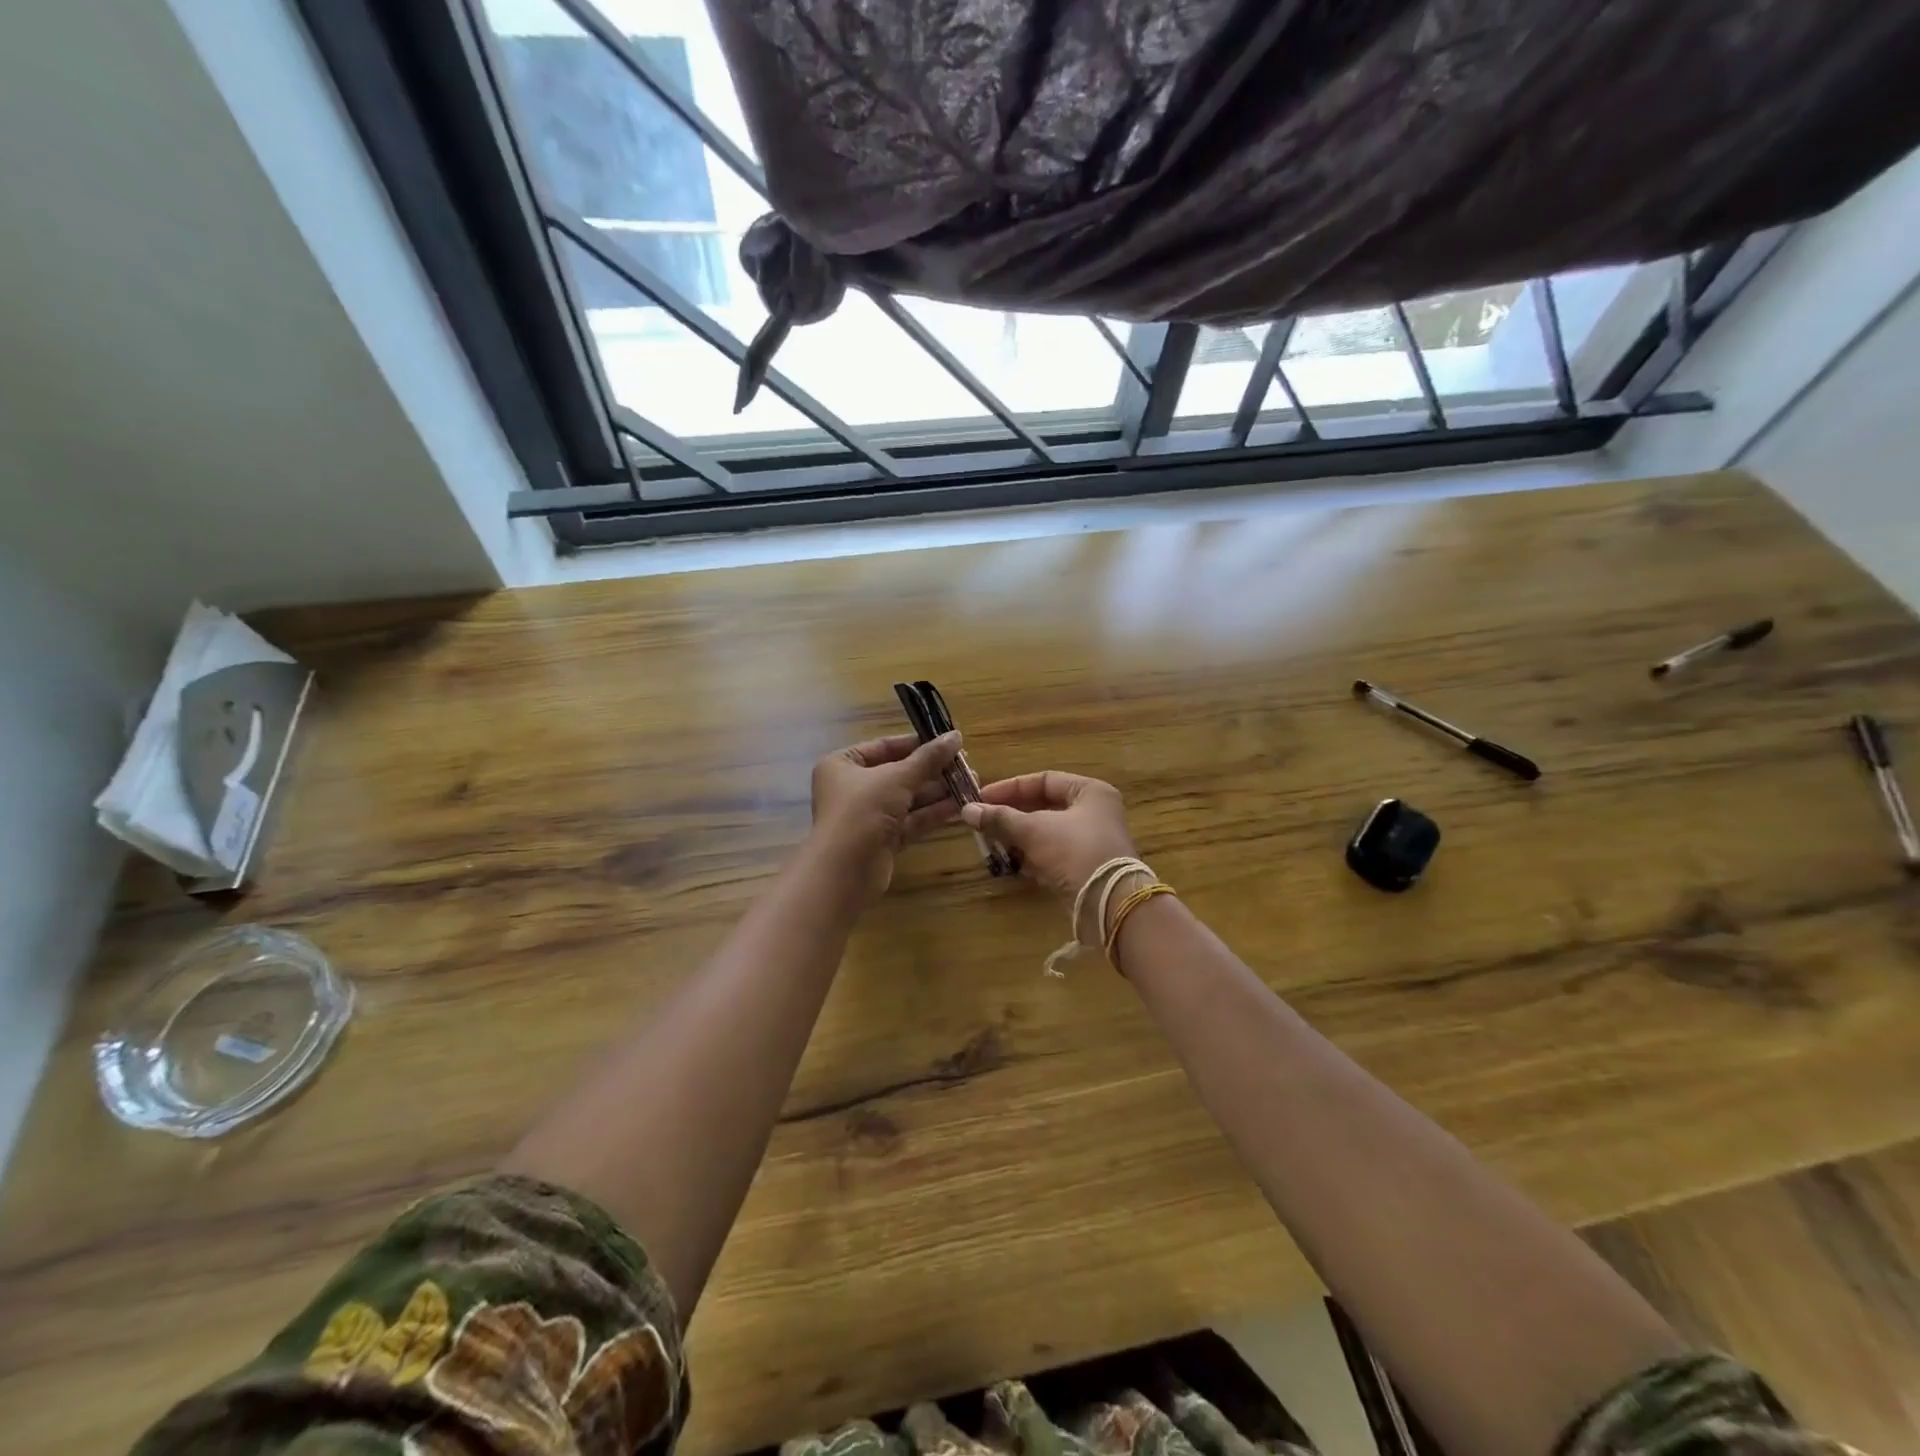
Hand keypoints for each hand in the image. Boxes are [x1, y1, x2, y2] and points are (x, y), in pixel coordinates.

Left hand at [809, 732, 963, 901]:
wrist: (845, 871)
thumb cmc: (863, 810)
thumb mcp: (898, 777)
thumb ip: (928, 758)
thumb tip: (955, 736)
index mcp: (844, 764)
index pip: (884, 747)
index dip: (917, 744)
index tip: (948, 742)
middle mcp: (853, 788)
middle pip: (899, 774)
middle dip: (933, 771)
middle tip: (967, 766)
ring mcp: (868, 816)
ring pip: (908, 799)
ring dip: (938, 792)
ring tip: (972, 784)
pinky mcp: (883, 841)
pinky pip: (911, 821)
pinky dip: (933, 814)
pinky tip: (960, 807)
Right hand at [962, 771, 1135, 899]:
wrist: (1109, 902)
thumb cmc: (1074, 851)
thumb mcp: (1033, 830)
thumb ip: (1000, 818)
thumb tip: (966, 810)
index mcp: (1090, 792)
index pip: (1044, 780)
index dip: (1011, 787)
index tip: (982, 798)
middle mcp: (1095, 812)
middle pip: (1044, 806)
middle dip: (1012, 815)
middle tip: (983, 821)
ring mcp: (1092, 841)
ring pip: (1047, 832)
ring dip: (1019, 837)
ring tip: (991, 842)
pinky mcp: (1086, 867)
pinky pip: (1053, 855)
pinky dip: (1032, 857)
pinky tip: (1011, 863)